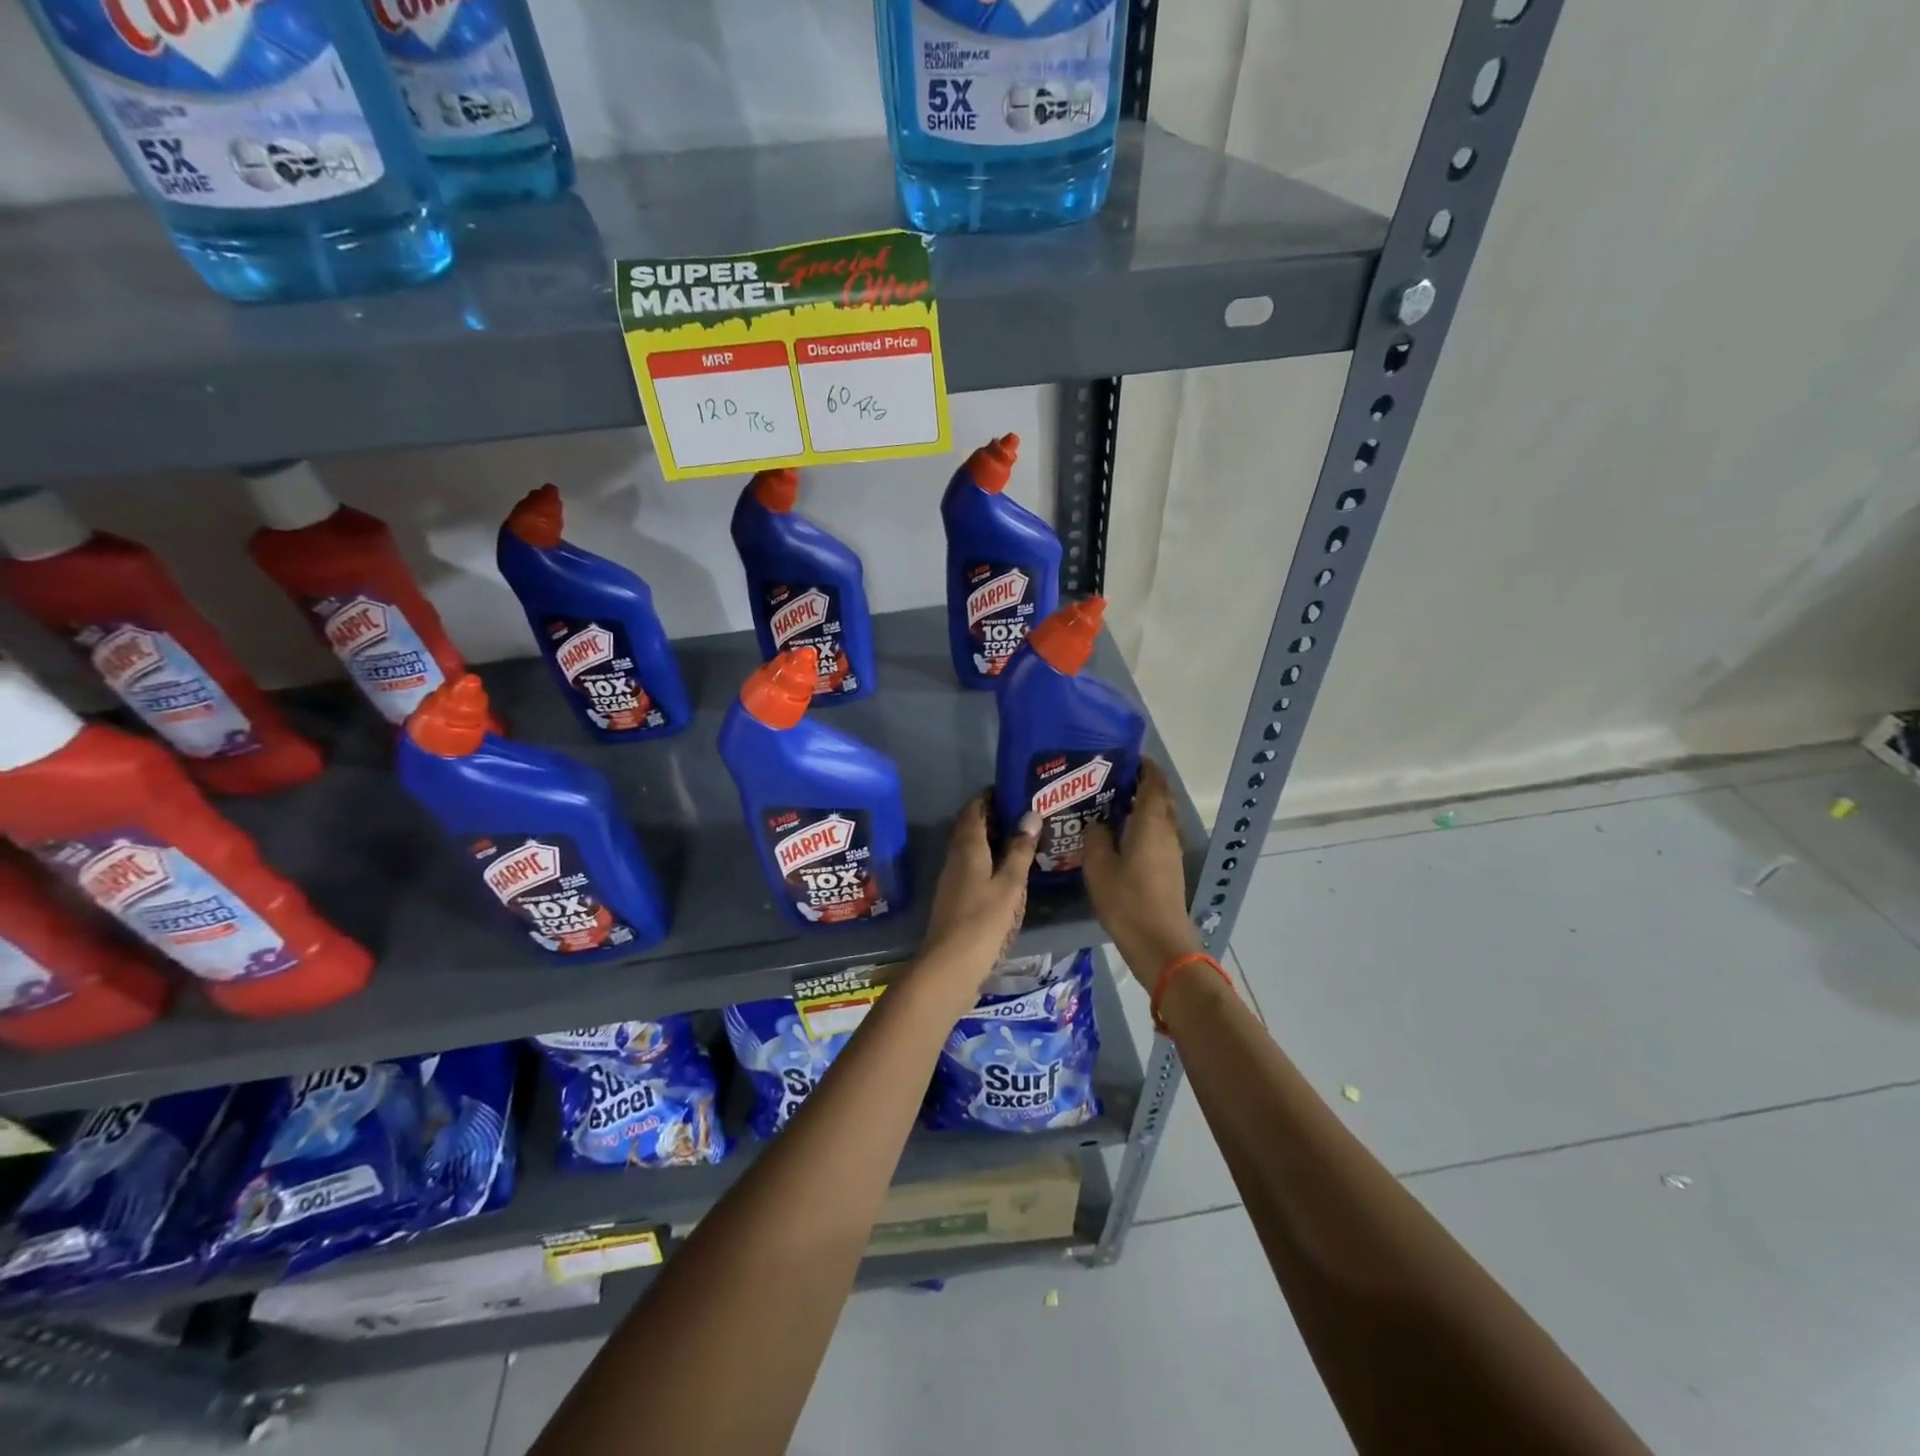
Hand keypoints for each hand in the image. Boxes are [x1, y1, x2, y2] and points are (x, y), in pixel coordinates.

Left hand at [915, 794, 1039, 997]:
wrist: (949, 967)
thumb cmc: (982, 921)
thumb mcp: (1009, 884)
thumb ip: (1019, 850)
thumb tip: (1030, 814)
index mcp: (967, 847)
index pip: (974, 808)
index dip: (991, 796)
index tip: (1016, 790)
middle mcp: (956, 857)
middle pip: (973, 827)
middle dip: (997, 817)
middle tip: (1029, 814)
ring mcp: (953, 879)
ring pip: (974, 849)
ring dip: (995, 841)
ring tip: (1026, 840)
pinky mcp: (956, 898)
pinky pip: (974, 868)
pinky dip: (992, 862)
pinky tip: (1011, 873)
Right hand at [1083, 759, 1199, 988]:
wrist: (1159, 943)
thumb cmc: (1127, 899)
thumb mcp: (1098, 866)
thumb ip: (1095, 836)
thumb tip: (1097, 823)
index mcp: (1151, 821)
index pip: (1153, 781)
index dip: (1143, 766)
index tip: (1123, 757)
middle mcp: (1166, 830)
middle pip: (1159, 797)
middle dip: (1140, 784)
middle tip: (1109, 780)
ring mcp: (1171, 850)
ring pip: (1159, 817)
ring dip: (1141, 806)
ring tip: (1109, 805)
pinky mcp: (1169, 868)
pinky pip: (1157, 834)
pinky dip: (1142, 826)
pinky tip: (1118, 835)